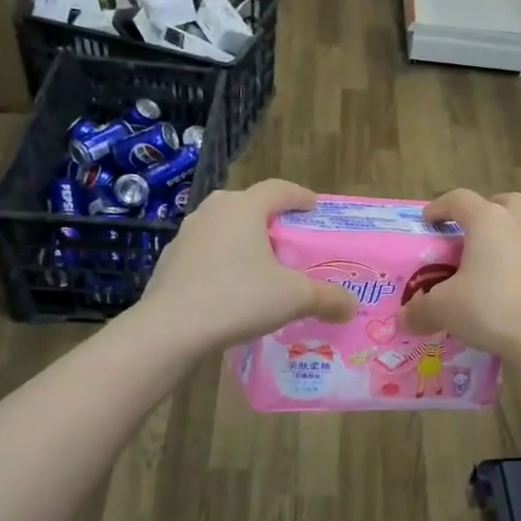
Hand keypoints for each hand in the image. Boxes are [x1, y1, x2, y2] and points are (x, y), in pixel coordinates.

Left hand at [140, 180, 356, 351]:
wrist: (170, 331)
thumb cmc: (238, 298)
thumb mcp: (294, 298)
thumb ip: (328, 298)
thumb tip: (352, 306)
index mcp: (244, 208)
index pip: (278, 189)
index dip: (300, 196)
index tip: (314, 207)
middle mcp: (212, 213)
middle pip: (247, 205)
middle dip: (269, 219)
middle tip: (287, 240)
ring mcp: (185, 237)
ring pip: (222, 229)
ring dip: (243, 241)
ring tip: (260, 266)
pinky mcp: (169, 263)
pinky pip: (204, 254)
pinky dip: (221, 263)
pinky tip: (231, 290)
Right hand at [398, 190, 520, 359]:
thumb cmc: (490, 308)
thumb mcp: (443, 309)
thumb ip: (420, 310)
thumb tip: (404, 318)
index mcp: (488, 221)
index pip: (459, 199)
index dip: (439, 207)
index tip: (427, 221)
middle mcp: (519, 225)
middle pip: (504, 202)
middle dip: (485, 212)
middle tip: (468, 234)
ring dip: (505, 239)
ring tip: (487, 267)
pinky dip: (520, 267)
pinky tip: (509, 291)